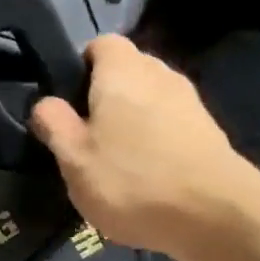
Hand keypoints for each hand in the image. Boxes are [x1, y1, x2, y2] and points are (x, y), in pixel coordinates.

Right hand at [29, 36, 259, 260]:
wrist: (214, 216)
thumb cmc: (131, 180)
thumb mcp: (73, 158)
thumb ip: (54, 124)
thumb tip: (45, 103)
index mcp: (122, 72)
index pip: (100, 44)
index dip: (79, 67)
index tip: (66, 102)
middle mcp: (159, 74)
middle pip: (126, 71)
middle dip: (103, 96)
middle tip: (84, 136)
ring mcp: (189, 102)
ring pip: (148, 99)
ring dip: (129, 121)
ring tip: (113, 161)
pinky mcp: (207, 132)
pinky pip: (168, 124)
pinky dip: (153, 141)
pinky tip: (144, 177)